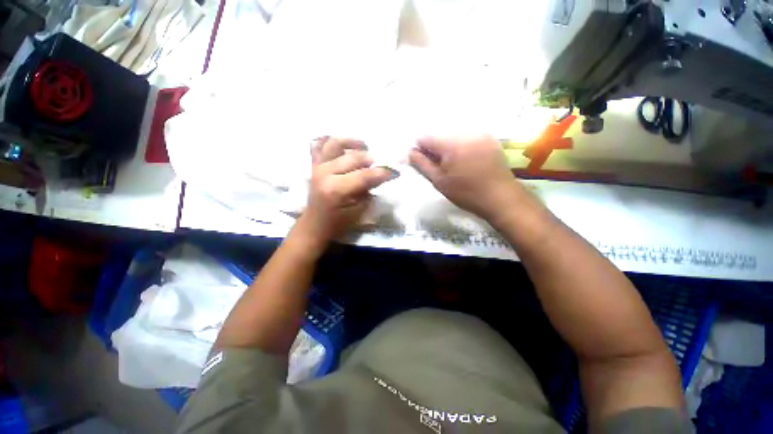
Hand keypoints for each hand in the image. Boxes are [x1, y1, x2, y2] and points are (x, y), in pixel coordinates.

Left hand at [297, 137, 395, 246]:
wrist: (315, 224)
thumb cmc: (338, 222)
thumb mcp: (359, 211)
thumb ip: (368, 191)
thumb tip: (378, 176)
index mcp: (336, 189)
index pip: (364, 175)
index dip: (382, 172)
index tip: (395, 172)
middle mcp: (325, 173)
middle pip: (353, 157)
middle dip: (371, 159)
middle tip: (382, 163)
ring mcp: (317, 166)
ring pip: (336, 144)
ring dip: (352, 142)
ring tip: (365, 147)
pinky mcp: (313, 164)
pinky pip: (320, 145)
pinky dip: (332, 142)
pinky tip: (345, 145)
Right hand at [409, 135, 525, 221]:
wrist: (501, 198)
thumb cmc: (466, 193)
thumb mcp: (439, 181)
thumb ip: (422, 164)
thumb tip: (410, 152)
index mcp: (451, 143)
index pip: (424, 137)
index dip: (420, 150)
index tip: (425, 164)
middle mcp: (465, 132)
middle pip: (439, 133)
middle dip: (434, 148)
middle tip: (440, 167)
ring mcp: (480, 133)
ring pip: (452, 134)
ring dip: (447, 146)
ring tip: (453, 165)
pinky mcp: (489, 137)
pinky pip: (467, 136)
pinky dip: (460, 145)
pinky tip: (465, 160)